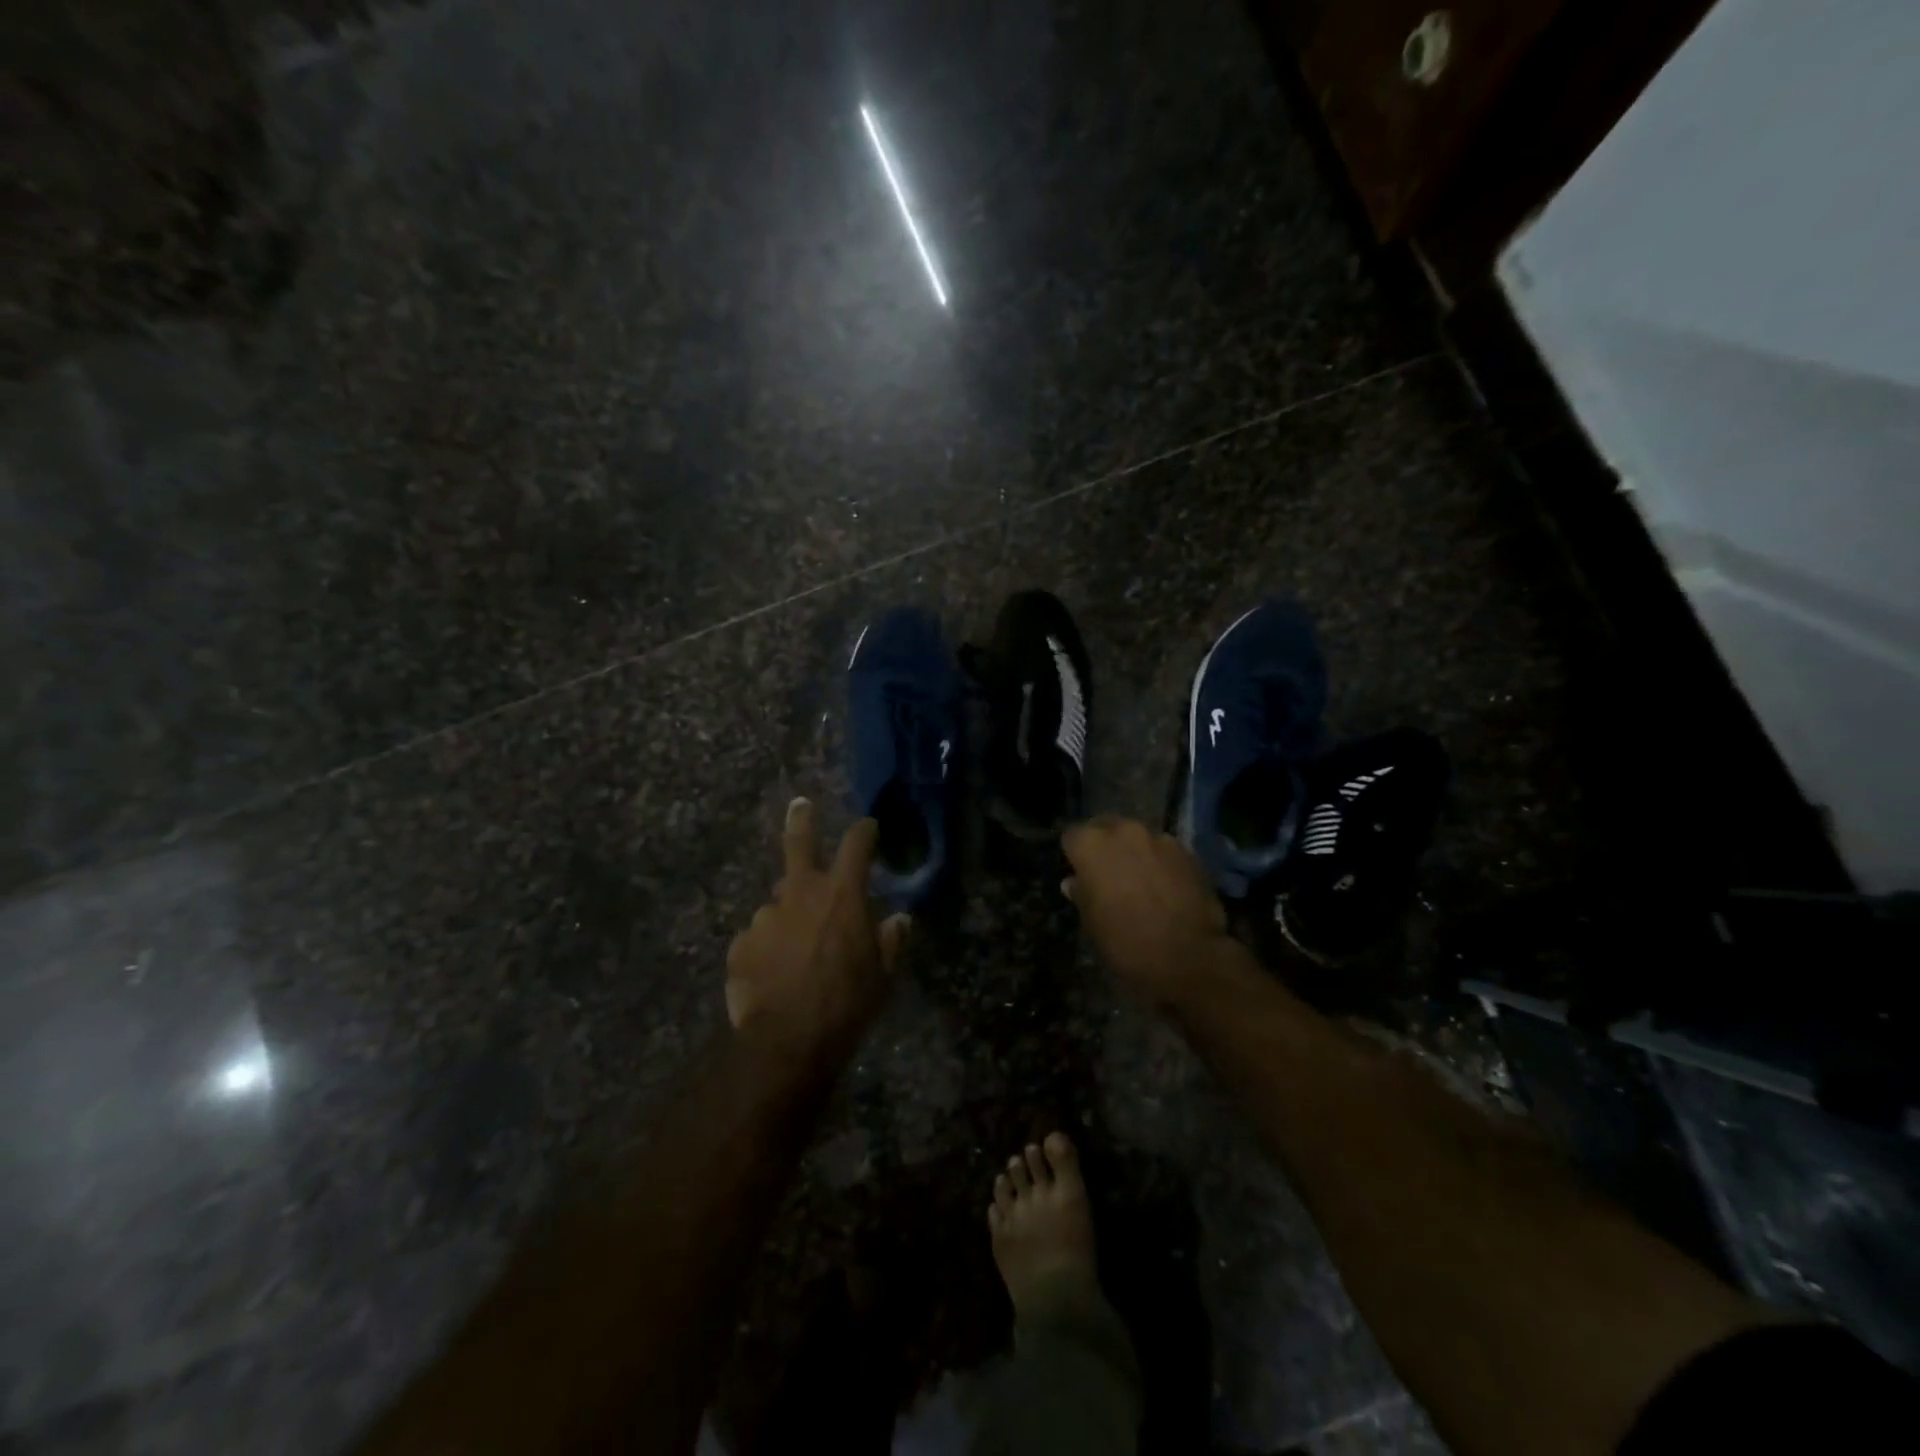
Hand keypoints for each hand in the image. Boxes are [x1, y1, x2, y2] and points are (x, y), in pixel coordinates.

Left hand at [726, 798, 909, 1053]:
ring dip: (789, 915)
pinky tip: (774, 973)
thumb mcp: (882, 975)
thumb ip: (890, 941)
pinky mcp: (741, 943)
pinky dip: (768, 947)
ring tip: (795, 952)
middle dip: (801, 820)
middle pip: (798, 843)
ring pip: (779, 904)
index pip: (856, 845)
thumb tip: (898, 920)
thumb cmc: (847, 1003)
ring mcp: (766, 916)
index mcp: (842, 894)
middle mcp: (800, 893)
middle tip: (800, 805)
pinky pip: (759, 937)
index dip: (864, 831)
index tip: (868, 826)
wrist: (789, 1042)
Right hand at [1061, 815, 1230, 999]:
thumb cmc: (1126, 942)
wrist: (1188, 957)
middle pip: (1106, 827)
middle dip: (1105, 846)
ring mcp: (1159, 838)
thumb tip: (1074, 882)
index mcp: (1092, 845)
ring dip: (1135, 853)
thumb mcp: (1092, 923)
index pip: (1072, 836)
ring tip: (1141, 881)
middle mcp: (1124, 831)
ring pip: (1138, 838)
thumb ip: (1081, 894)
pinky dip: (1161, 863)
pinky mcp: (1187, 852)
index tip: (1079, 872)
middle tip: (1108, 874)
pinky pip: (1164, 851)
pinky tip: (1166, 888)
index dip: (1074, 855)